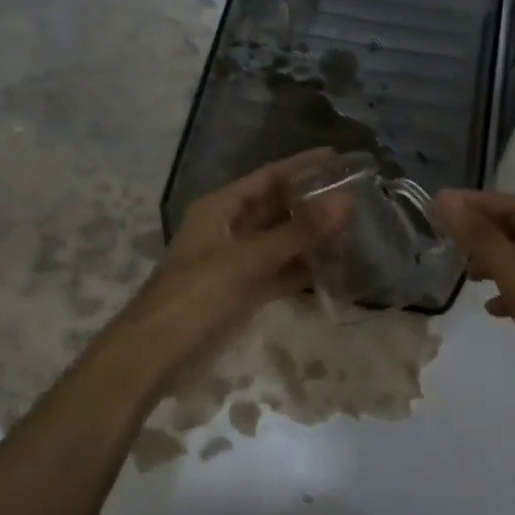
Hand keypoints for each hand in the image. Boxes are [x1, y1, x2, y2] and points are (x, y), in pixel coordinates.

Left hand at [93, 152, 334, 402]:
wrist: (157, 355)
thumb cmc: (197, 294)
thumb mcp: (249, 259)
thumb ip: (299, 232)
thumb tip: (346, 201)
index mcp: (220, 208)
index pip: (268, 177)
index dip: (303, 167)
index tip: (340, 159)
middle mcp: (229, 229)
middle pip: (277, 208)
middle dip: (312, 203)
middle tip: (357, 196)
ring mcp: (237, 262)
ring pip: (281, 242)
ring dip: (312, 238)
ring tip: (355, 229)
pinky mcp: (244, 293)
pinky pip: (280, 273)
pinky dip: (303, 270)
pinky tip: (335, 267)